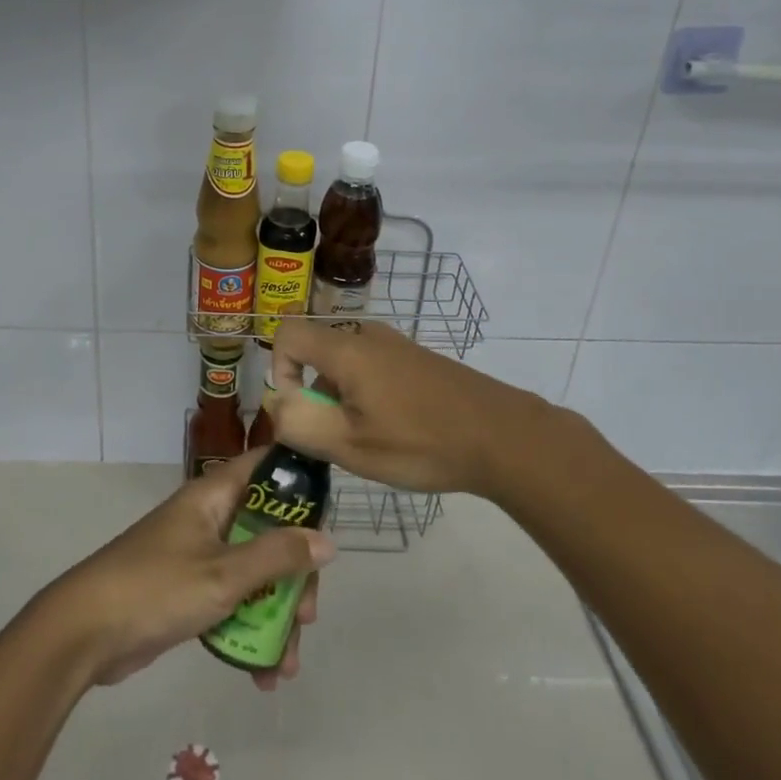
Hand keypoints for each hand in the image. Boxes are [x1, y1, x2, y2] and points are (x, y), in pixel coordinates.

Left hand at [39, 448, 334, 690]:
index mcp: (214, 495)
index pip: (266, 467)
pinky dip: (248, 631)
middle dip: (293, 575)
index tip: (329, 515)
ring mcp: (198, 555)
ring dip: (274, 615)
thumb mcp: (224, 575)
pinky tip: (262, 674)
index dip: (300, 482)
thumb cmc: (157, 588)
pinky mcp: (188, 591)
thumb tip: (327, 541)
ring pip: (253, 572)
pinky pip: (232, 601)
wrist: (85, 632)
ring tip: (286, 664)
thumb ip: (277, 557)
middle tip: (306, 616)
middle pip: (268, 531)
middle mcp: (209, 517)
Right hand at [268, 318, 547, 497]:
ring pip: (345, 365)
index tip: (303, 411)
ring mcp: (395, 345)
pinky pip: (371, 369)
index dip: (279, 371)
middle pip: (316, 353)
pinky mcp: (416, 359)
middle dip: (314, 395)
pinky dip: (368, 396)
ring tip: (371, 440)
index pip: (286, 335)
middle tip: (339, 437)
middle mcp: (366, 336)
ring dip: (342, 399)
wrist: (503, 436)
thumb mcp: (351, 444)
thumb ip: (300, 423)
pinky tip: (398, 431)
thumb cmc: (421, 442)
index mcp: (345, 348)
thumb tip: (277, 404)